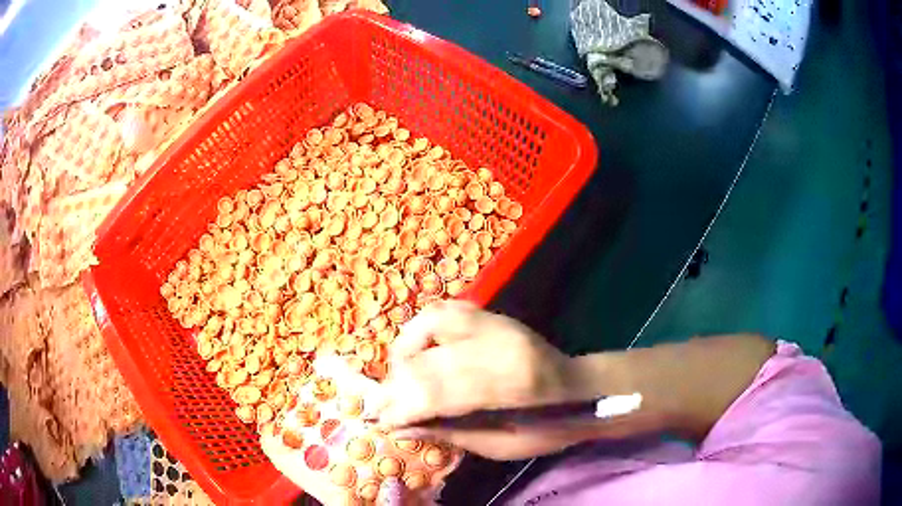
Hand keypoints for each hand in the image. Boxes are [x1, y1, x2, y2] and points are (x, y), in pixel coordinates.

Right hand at [376, 301, 592, 459]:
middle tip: (381, 405)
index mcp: (511, 384)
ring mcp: (497, 322)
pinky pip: (445, 310)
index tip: (382, 421)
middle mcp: (501, 343)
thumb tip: (401, 429)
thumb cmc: (547, 426)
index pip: (439, 392)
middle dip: (397, 385)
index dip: (404, 407)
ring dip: (405, 352)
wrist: (581, 389)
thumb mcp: (502, 446)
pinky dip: (422, 328)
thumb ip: (450, 433)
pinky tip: (417, 350)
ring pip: (431, 324)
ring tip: (400, 376)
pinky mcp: (493, 314)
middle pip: (430, 361)